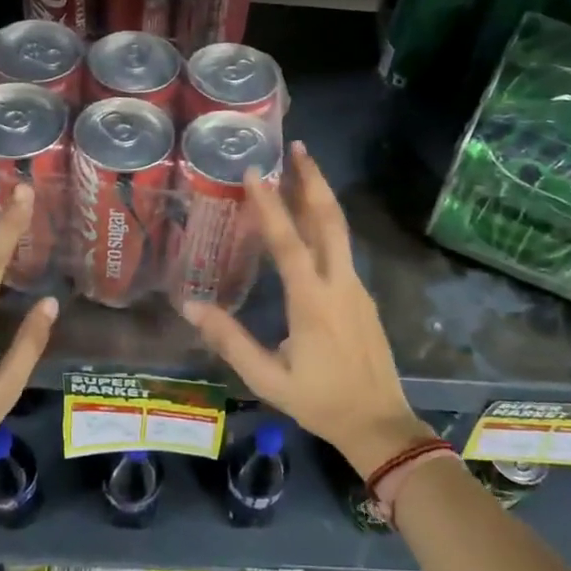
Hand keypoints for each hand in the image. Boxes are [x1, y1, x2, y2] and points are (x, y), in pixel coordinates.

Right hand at [181, 142, 430, 477]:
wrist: (380, 423)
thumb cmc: (320, 402)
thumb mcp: (267, 378)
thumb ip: (231, 341)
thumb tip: (191, 307)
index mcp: (313, 302)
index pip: (289, 242)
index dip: (271, 205)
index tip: (256, 172)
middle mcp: (339, 284)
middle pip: (329, 220)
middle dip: (313, 180)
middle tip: (298, 147)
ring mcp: (356, 288)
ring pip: (340, 230)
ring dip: (321, 197)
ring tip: (303, 169)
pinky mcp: (363, 296)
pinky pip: (342, 249)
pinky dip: (325, 223)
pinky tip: (310, 221)